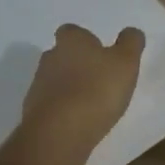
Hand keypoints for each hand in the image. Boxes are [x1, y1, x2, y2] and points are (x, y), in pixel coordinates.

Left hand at [21, 24, 145, 153]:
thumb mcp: (126, 62)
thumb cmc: (96, 90)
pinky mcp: (33, 113)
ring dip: (70, 87)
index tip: (100, 52)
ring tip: (91, 103)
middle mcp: (50, 58)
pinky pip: (51, 105)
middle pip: (62, 55)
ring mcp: (38, 86)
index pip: (72, 31)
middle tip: (98, 77)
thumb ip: (130, 43)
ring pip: (55, 80)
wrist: (59, 133)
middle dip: (77, 63)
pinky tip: (79, 121)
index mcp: (71, 41)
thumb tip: (130, 32)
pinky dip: (63, 109)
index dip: (85, 40)